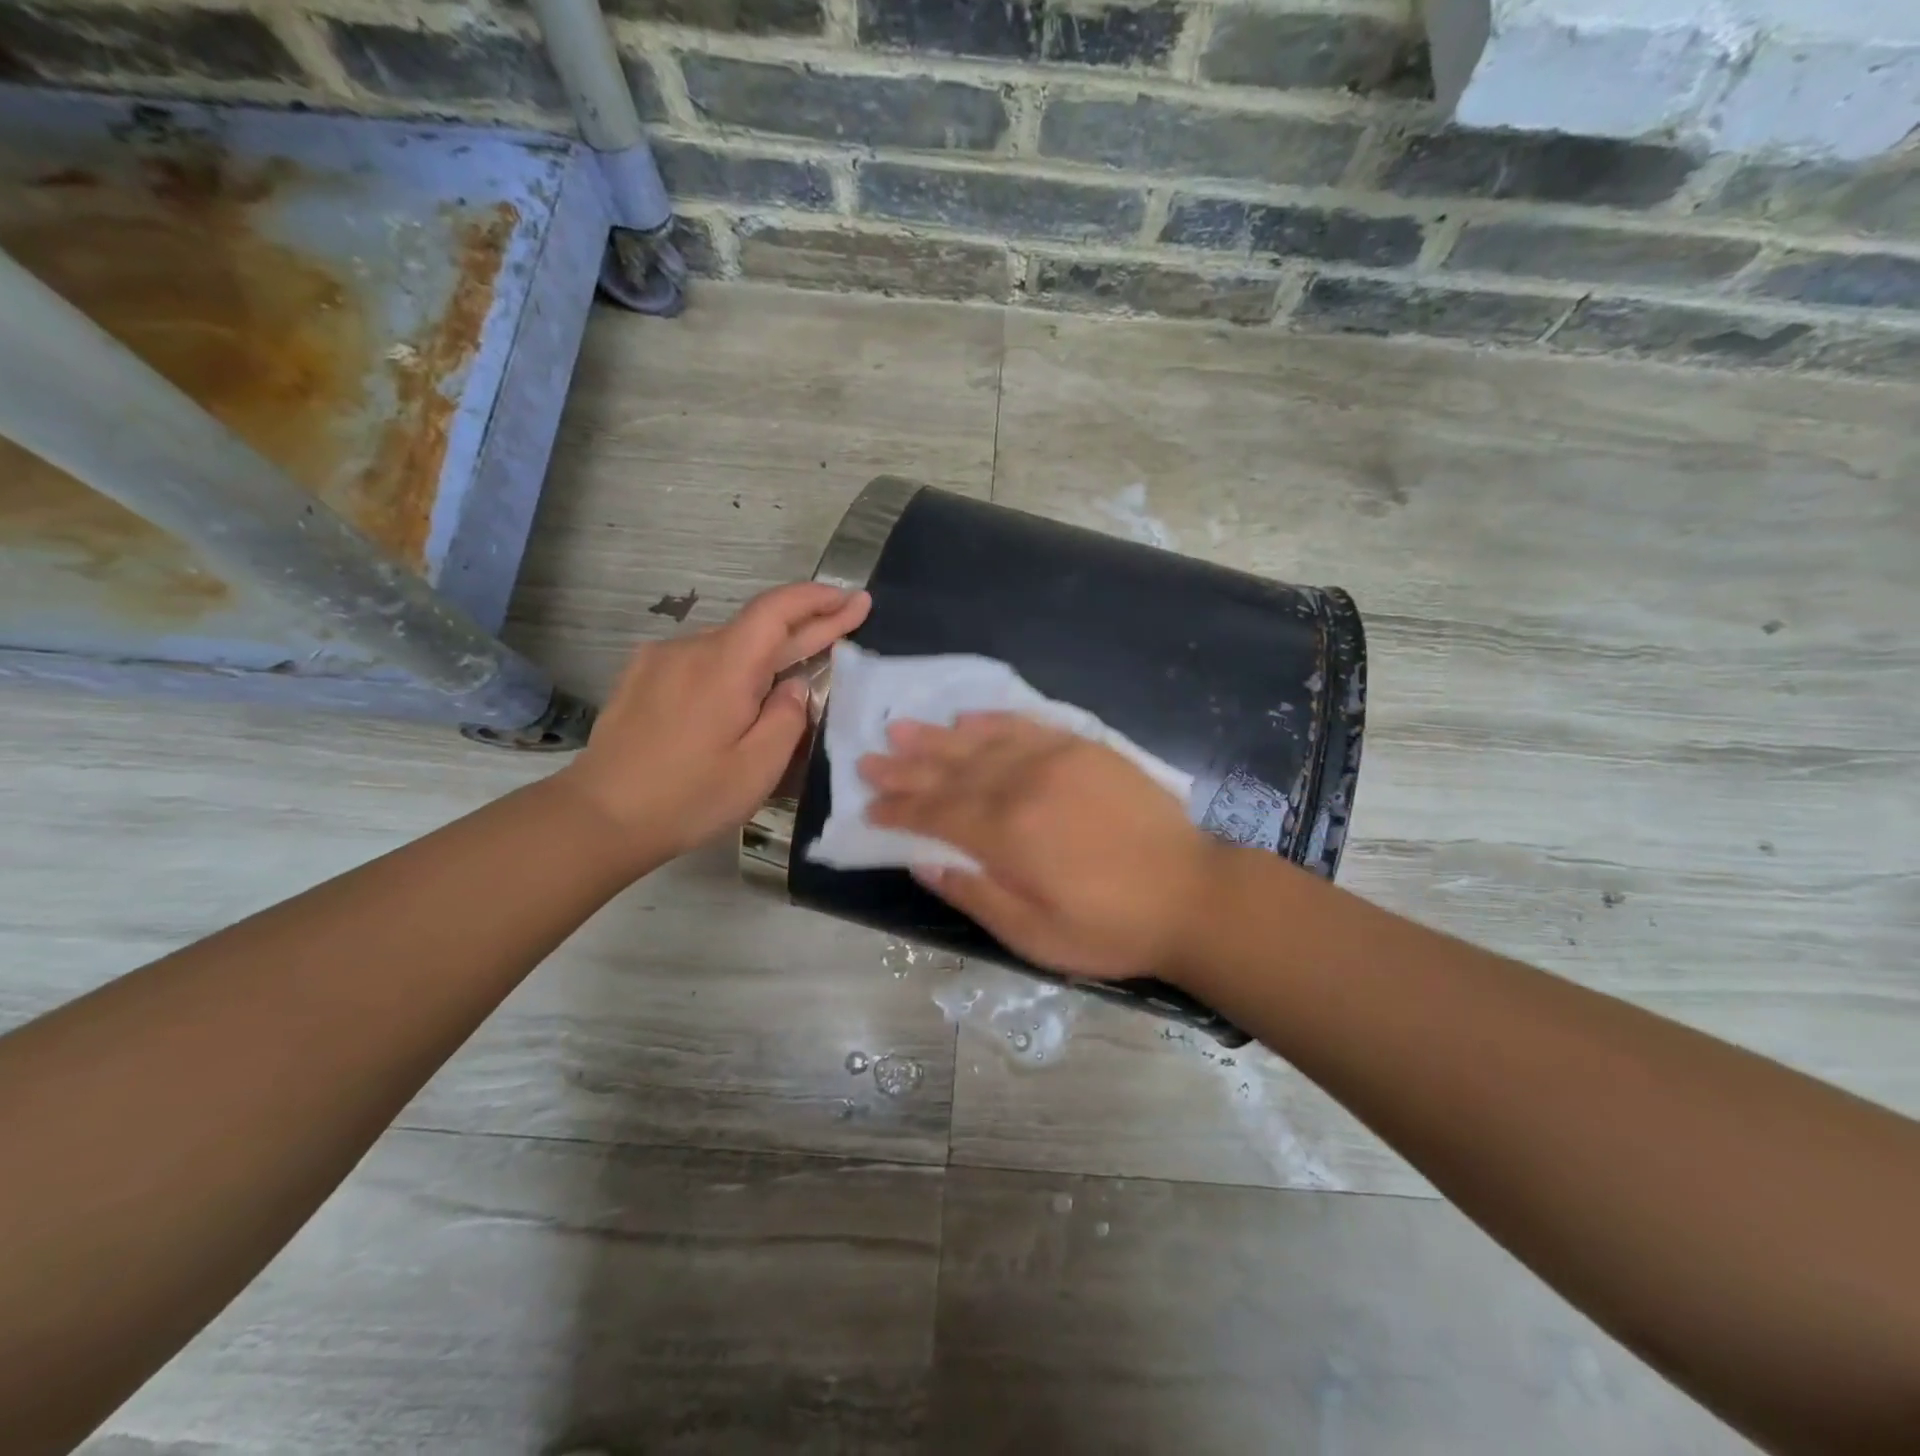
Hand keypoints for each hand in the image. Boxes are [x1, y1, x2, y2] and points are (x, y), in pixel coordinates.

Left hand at [563, 582, 870, 862]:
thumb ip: (787, 718)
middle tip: (848, 619)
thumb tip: (793, 685)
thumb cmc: (687, 798)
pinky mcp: (641, 676)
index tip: (853, 598)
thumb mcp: (757, 769)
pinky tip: (738, 694)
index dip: (819, 599)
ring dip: (766, 653)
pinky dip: (731, 668)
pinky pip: (700, 660)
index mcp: (725, 666)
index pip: (777, 610)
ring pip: (728, 646)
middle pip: (757, 626)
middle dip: (807, 625)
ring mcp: (661, 659)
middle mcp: (691, 648)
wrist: (599, 817)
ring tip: (794, 674)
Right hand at [859, 713, 1221, 980]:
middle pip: (952, 772)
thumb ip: (974, 893)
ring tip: (902, 728)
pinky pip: (1029, 725)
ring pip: (983, 742)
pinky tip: (969, 716)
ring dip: (939, 736)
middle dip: (906, 767)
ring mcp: (1057, 759)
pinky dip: (994, 720)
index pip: (937, 813)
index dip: (899, 809)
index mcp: (1008, 834)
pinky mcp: (1086, 748)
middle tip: (868, 758)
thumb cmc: (1110, 927)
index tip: (868, 806)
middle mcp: (1024, 785)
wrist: (1192, 893)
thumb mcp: (1034, 935)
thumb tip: (922, 859)